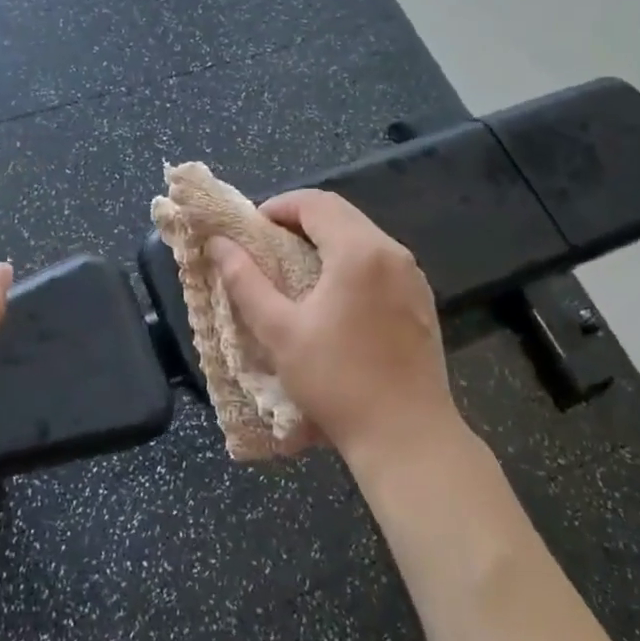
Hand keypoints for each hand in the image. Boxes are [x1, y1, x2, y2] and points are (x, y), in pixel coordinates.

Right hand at [207, 190, 462, 469]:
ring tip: (293, 270)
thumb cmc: (337, 382)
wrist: (408, 438)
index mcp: (359, 251)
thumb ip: (245, 281)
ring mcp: (413, 277)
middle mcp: (393, 252)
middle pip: (340, 214)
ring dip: (324, 240)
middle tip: (266, 246)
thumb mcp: (280, 331)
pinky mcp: (421, 301)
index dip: (278, 206)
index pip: (315, 202)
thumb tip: (218, 244)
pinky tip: (331, 295)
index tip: (251, 229)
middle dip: (299, 220)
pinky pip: (380, 261)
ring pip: (362, 236)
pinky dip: (349, 261)